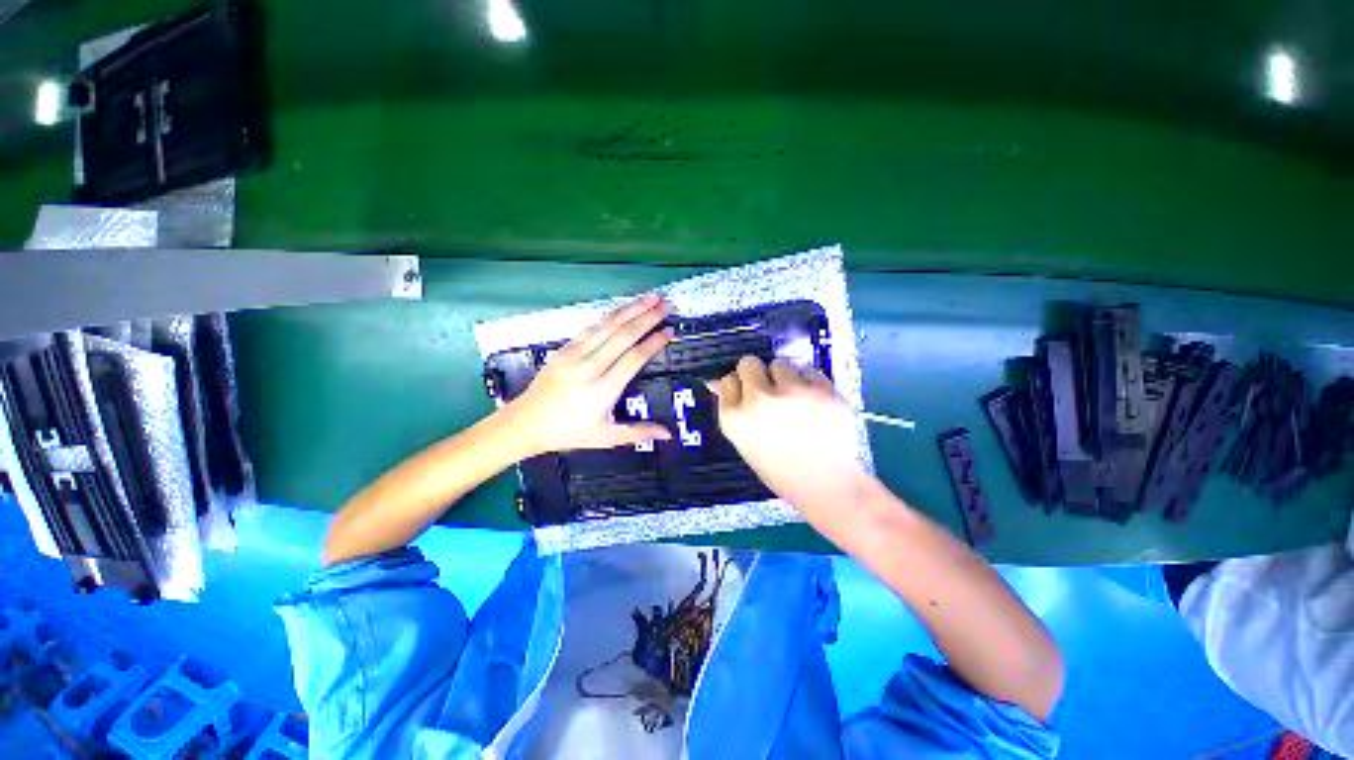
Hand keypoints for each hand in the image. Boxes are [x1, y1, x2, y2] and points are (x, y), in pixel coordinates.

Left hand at [505, 294, 673, 455]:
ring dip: (630, 309)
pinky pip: (591, 327)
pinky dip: (609, 316)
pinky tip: (622, 308)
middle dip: (647, 317)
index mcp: (604, 388)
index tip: (669, 330)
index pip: (635, 357)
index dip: (654, 342)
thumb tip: (668, 434)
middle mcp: (591, 366)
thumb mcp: (606, 438)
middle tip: (666, 304)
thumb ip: (638, 432)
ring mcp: (575, 354)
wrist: (526, 422)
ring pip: (608, 325)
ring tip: (650, 297)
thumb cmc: (570, 432)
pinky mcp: (564, 348)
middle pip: (624, 335)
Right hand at [710, 357, 869, 515]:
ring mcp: (792, 393)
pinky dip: (809, 383)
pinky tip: (814, 404)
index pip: (728, 380)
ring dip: (784, 377)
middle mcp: (759, 400)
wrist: (826, 485)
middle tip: (769, 391)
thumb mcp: (746, 442)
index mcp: (735, 418)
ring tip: (795, 400)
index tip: (748, 396)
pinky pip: (809, 371)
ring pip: (780, 364)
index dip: (739, 387)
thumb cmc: (780, 469)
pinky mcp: (821, 390)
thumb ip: (735, 409)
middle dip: (757, 374)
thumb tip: (724, 380)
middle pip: (749, 363)